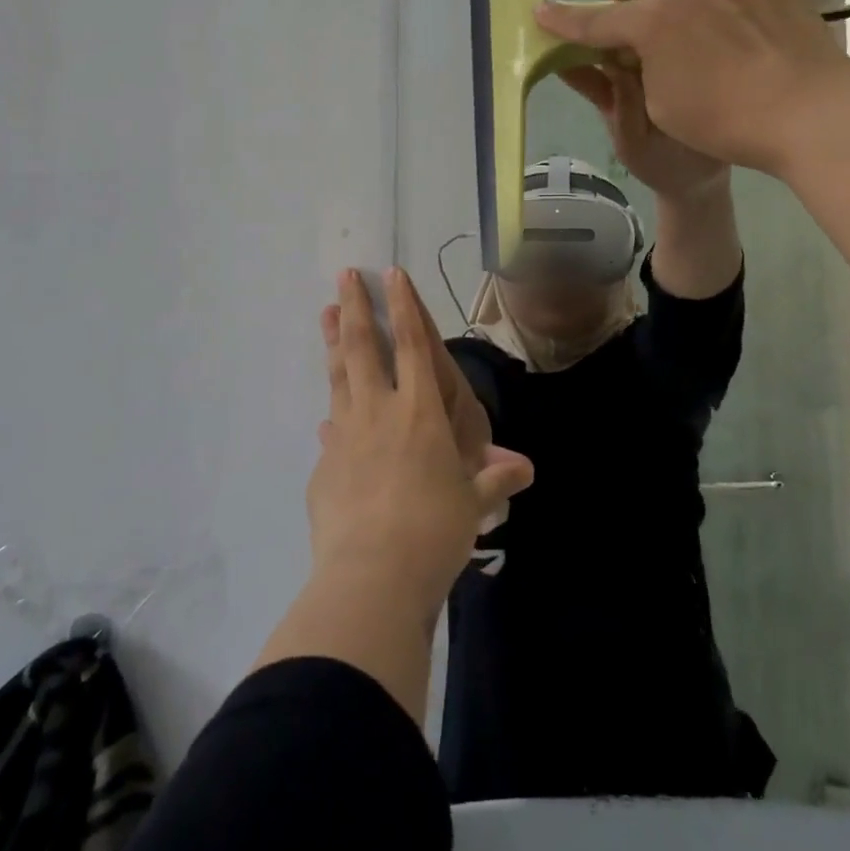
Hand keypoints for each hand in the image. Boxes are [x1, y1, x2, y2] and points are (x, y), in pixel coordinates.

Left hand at [310, 269, 532, 616]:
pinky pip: (330, 430)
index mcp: (420, 413)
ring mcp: (345, 436)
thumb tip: (525, 468)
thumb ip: (495, 479)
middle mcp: (379, 412)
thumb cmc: (435, 531)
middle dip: (355, 308)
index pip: (412, 345)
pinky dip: (333, 416)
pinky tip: (328, 417)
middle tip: (344, 276)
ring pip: (338, 376)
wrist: (372, 576)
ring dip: (332, 342)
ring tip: (324, 312)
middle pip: (362, 348)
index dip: (403, 307)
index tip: (390, 274)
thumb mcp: (474, 504)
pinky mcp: (324, 466)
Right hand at [535, 0, 849, 174]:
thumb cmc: (724, 122)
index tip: (543, 13)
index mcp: (650, 22)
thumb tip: (627, 51)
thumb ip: (633, 71)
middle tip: (638, 28)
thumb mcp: (659, 107)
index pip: (593, 20)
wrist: (806, 112)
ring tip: (684, 4)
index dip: (563, 20)